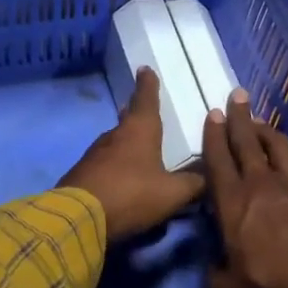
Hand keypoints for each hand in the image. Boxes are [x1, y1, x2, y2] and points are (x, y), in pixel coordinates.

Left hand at [60, 68, 205, 239]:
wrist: (78, 218)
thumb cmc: (131, 195)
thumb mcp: (172, 193)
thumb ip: (193, 184)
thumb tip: (209, 177)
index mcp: (139, 130)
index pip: (146, 99)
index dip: (148, 85)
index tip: (145, 69)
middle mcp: (115, 136)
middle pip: (127, 119)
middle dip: (135, 114)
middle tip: (142, 111)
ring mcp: (94, 155)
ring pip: (114, 142)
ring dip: (124, 143)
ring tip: (136, 148)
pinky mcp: (81, 174)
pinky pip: (103, 164)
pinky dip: (113, 166)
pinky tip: (120, 178)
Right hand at [203, 90, 287, 287]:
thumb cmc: (267, 286)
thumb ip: (215, 274)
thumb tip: (214, 267)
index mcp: (231, 202)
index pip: (218, 160)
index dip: (214, 136)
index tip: (214, 114)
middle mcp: (260, 185)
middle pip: (247, 142)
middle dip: (240, 117)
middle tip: (237, 95)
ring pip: (276, 147)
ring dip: (265, 131)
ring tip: (259, 122)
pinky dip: (284, 161)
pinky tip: (283, 167)